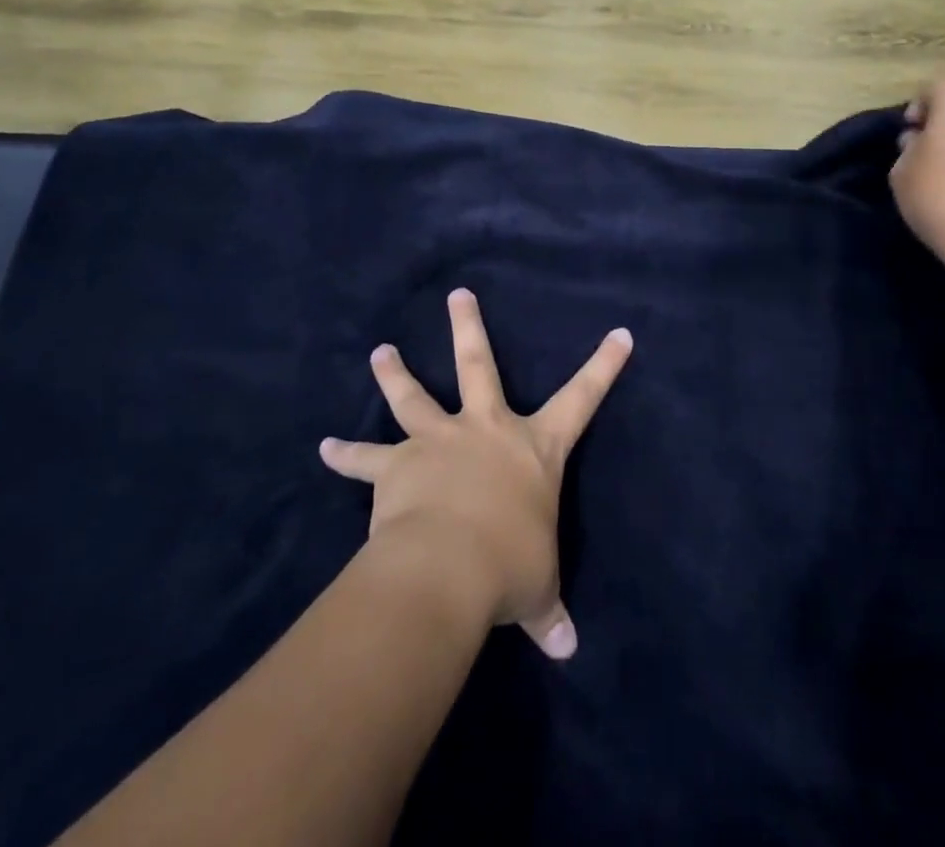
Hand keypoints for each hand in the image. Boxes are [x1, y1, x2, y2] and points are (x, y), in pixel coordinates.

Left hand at [319, 289, 632, 661]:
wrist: (447, 567)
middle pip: (477, 364)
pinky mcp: (398, 465)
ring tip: (380, 351)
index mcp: (533, 447)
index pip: (582, 398)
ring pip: (414, 396)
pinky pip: (366, 460)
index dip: (604, 367)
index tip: (619, 333)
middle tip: (456, 294)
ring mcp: (439, 441)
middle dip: (468, 327)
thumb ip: (548, 612)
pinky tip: (325, 448)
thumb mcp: (537, 588)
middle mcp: (485, 430)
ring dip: (395, 373)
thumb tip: (566, 650)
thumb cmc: (508, 566)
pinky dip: (347, 455)